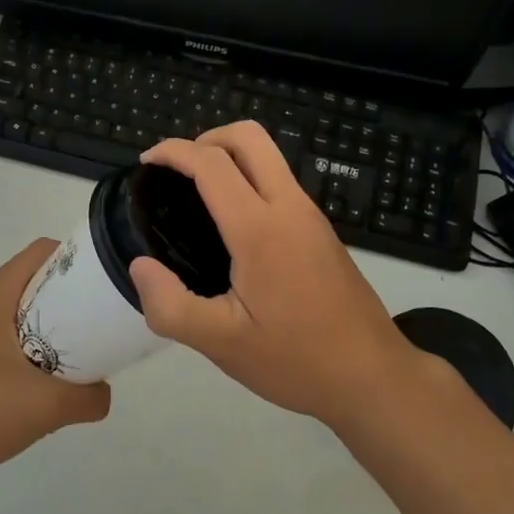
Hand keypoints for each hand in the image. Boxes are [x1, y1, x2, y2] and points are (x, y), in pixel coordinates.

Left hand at [0, 239, 110, 481]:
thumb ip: (88, 398)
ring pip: (17, 307)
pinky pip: (1, 330)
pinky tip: (37, 378)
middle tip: (95, 324)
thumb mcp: (45, 407)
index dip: (77, 261)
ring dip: (47, 323)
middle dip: (68, 296)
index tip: (102, 286)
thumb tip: (103, 392)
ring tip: (73, 353)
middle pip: (33, 279)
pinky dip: (26, 342)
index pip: (42, 252)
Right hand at [129, 122, 424, 428]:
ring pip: (269, 156)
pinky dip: (248, 178)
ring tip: (196, 196)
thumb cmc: (297, 360)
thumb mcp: (222, 345)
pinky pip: (280, 182)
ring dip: (229, 156)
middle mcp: (289, 207)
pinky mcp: (321, 230)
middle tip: (176, 172)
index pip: (212, 163)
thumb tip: (139, 266)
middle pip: (249, 137)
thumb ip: (171, 307)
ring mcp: (311, 215)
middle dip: (206, 138)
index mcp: (260, 229)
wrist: (373, 377)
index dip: (173, 151)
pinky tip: (230, 226)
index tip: (145, 163)